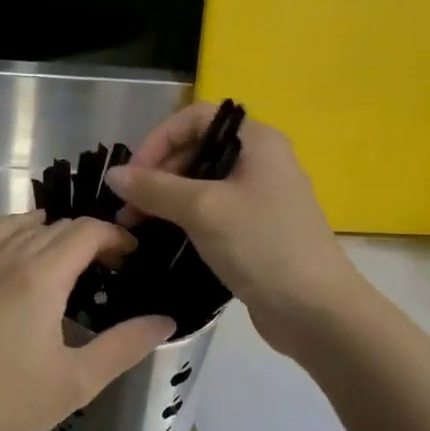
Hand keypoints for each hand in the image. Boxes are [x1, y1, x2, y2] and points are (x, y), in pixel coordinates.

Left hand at [0, 212, 175, 430]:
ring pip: (22, 228)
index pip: (85, 232)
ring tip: (75, 252)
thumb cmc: (6, 402)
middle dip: (91, 236)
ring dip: (54, 231)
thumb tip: (165, 321)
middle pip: (57, 228)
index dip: (115, 236)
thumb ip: (123, 347)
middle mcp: (8, 261)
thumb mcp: (76, 382)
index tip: (134, 256)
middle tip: (113, 266)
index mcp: (40, 279)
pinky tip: (19, 240)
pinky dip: (10, 228)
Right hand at [105, 104, 360, 355]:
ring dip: (165, 199)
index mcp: (257, 141)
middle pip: (196, 150)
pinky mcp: (254, 229)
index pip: (196, 119)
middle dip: (158, 173)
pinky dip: (183, 219)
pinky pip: (211, 211)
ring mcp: (259, 197)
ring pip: (201, 184)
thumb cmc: (262, 246)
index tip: (135, 173)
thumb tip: (113, 175)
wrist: (316, 311)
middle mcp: (260, 161)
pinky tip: (161, 237)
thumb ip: (155, 188)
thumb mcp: (203, 210)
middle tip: (128, 206)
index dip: (160, 139)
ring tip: (134, 225)